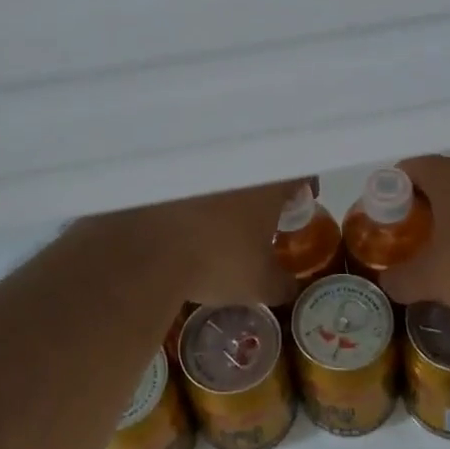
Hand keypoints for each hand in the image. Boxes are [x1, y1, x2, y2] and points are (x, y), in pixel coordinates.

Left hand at [81, 180, 300, 319]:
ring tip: (218, 213)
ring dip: (224, 185)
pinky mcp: (165, 167)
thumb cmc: (215, 261)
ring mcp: (199, 160)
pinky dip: (190, 190)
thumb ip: (282, 284)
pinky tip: (184, 213)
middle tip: (259, 208)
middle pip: (259, 164)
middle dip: (262, 184)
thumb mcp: (258, 284)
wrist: (145, 251)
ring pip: (222, 167)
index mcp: (268, 180)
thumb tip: (291, 288)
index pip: (298, 169)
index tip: (300, 199)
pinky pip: (188, 173)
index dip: (303, 184)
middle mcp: (236, 161)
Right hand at [381, 155, 449, 326]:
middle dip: (420, 211)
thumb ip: (402, 279)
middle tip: (408, 242)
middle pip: (438, 183)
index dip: (389, 192)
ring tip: (442, 258)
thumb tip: (387, 282)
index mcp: (449, 176)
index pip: (408, 168)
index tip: (383, 222)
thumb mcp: (433, 279)